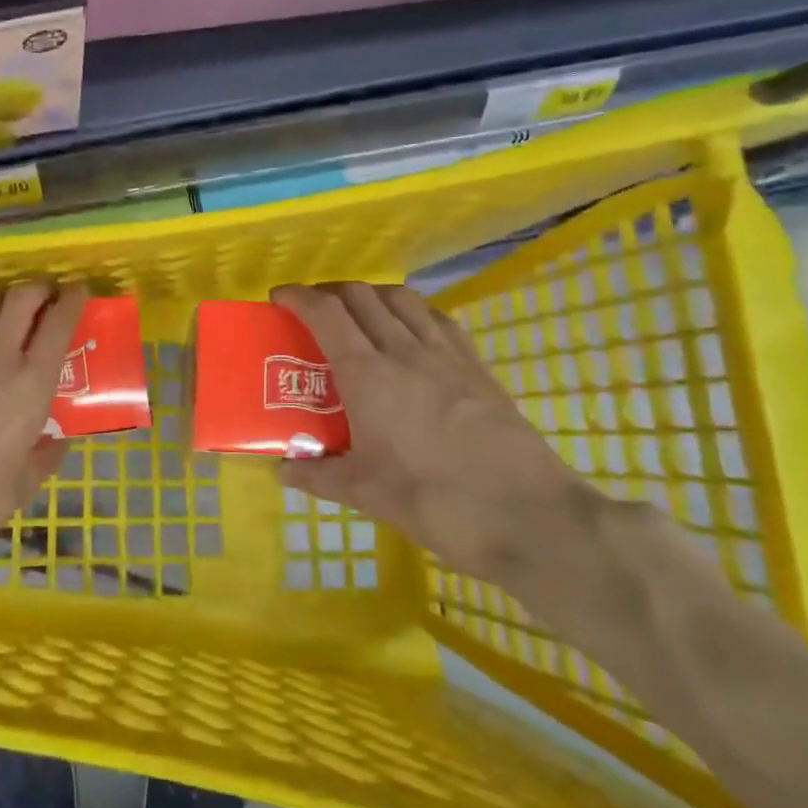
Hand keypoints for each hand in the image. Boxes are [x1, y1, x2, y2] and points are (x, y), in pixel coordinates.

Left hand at [0, 283, 87, 556]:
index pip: (59, 322)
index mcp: (33, 383)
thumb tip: (57, 440)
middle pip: (22, 297)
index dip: (72, 299)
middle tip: (44, 298)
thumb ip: (47, 452)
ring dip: (2, 295)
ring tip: (6, 305)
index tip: (78, 292)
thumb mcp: (29, 479)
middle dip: (38, 289)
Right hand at [271, 282, 587, 581]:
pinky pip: (439, 319)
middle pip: (362, 296)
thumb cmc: (435, 502)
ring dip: (372, 295)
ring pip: (403, 299)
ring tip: (360, 315)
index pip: (326, 314)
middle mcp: (405, 351)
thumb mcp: (365, 493)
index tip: (280, 298)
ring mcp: (447, 355)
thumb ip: (317, 475)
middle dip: (330, 292)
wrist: (527, 516)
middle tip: (314, 309)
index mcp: (368, 375)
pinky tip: (412, 333)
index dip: (298, 297)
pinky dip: (413, 312)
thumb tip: (281, 470)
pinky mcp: (478, 367)